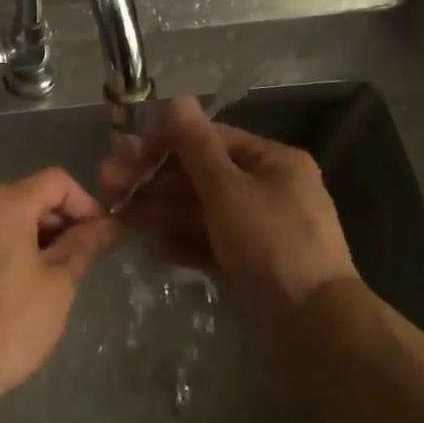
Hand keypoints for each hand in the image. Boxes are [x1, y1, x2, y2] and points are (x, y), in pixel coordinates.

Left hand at [0, 167, 121, 401]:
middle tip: (77, 263)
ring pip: (1, 218)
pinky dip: (1, 249)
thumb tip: (109, 225)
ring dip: (30, 237)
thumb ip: (84, 245)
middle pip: (26, 196)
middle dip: (57, 223)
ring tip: (46, 278)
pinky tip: (9, 288)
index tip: (99, 239)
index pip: (56, 182)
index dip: (85, 205)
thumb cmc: (10, 325)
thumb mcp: (59, 284)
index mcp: (1, 203)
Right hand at [98, 97, 358, 331]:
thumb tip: (178, 100)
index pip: (212, 140)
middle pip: (202, 177)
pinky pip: (214, 243)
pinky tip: (154, 250)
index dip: (167, 144)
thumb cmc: (270, 242)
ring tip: (121, 219)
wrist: (313, 322)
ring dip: (162, 212)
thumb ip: (197, 146)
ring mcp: (262, 228)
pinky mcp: (254, 262)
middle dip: (156, 182)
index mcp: (273, 162)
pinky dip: (185, 243)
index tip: (128, 157)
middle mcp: (269, 188)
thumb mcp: (228, 189)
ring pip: (204, 212)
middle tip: (110, 189)